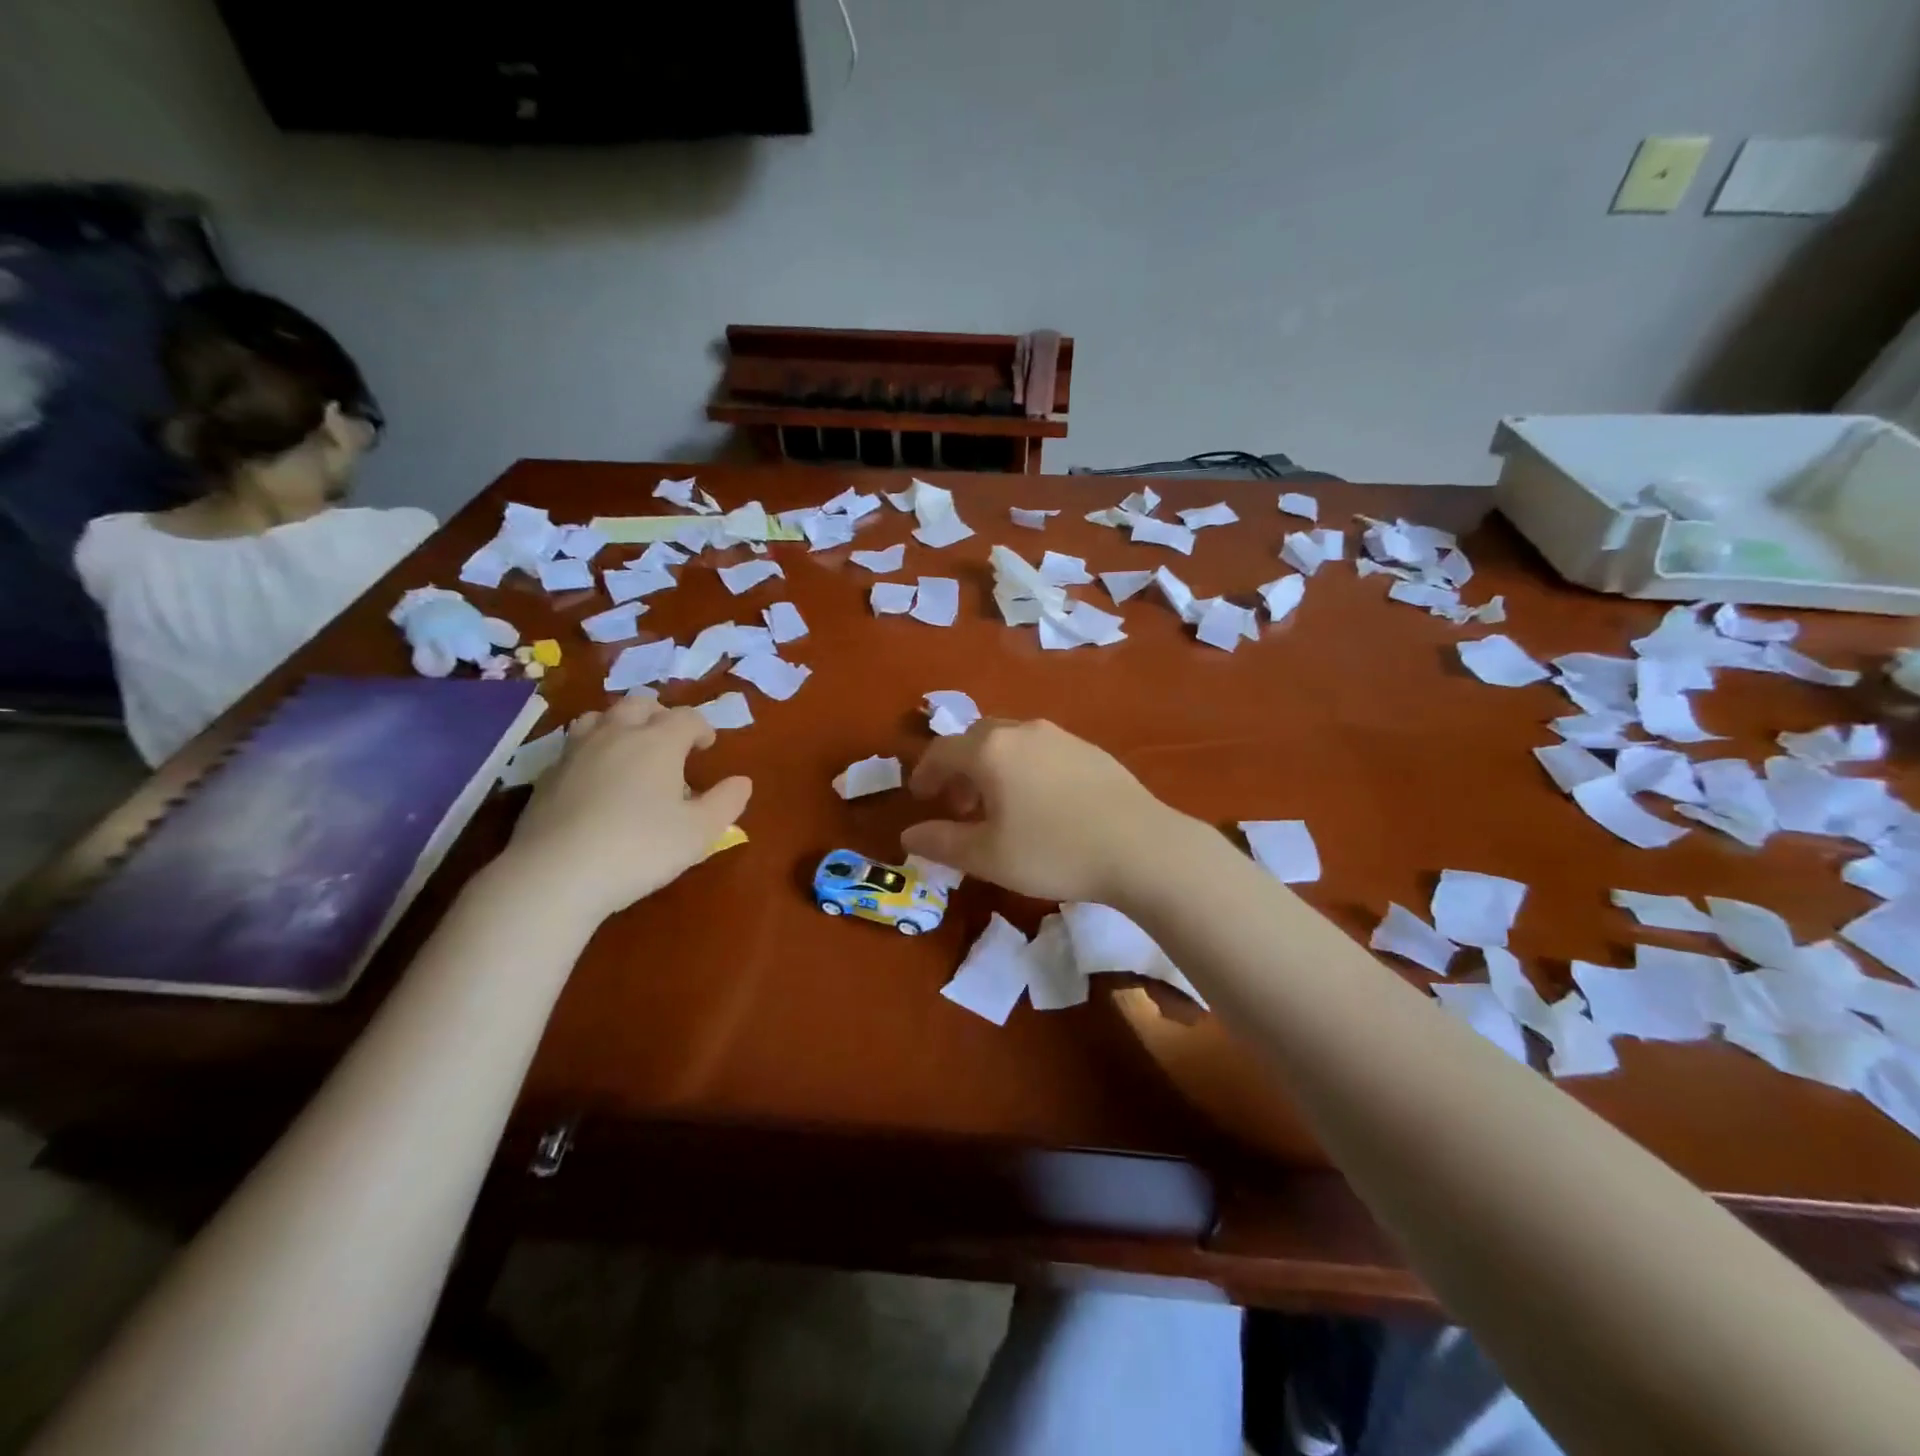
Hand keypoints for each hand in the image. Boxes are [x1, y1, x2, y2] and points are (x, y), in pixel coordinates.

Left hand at [502, 698, 751, 921]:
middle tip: (671, 742)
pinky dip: (592, 749)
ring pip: (600, 716)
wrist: (556, 874)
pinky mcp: (547, 774)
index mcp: (658, 742)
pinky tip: (596, 777)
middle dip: (660, 715)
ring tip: (630, 748)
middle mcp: (617, 734)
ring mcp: (576, 751)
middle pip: (640, 704)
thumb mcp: (700, 832)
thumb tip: (742, 782)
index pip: (687, 717)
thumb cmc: (640, 849)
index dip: (702, 728)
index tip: (707, 747)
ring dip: (621, 724)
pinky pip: (574, 744)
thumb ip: (726, 802)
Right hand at [900, 719, 1178, 904]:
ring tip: (998, 807)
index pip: (942, 751)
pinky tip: (1040, 803)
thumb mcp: (988, 857)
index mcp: (990, 750)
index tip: (920, 797)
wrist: (1140, 847)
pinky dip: (1024, 768)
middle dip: (959, 769)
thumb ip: (942, 842)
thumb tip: (909, 835)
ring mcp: (1061, 736)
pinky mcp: (1090, 749)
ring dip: (992, 768)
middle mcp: (1023, 731)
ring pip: (1011, 742)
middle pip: (976, 739)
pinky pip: (1041, 750)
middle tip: (958, 805)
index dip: (925, 773)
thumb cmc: (1054, 851)